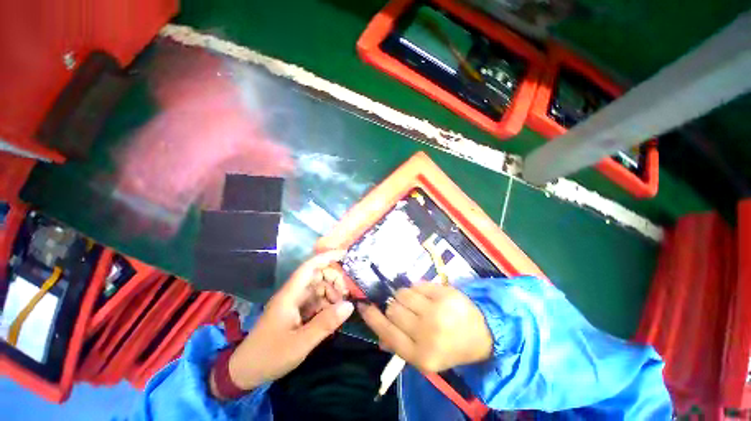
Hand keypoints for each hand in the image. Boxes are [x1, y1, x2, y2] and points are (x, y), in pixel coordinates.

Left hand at [211, 250, 353, 397]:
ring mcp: (294, 303)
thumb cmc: (270, 356)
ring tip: (343, 305)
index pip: (310, 267)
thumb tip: (349, 305)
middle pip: (317, 276)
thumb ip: (325, 323)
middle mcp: (293, 294)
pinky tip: (334, 314)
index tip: (345, 255)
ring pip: (318, 288)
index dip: (327, 257)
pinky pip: (316, 301)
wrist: (245, 372)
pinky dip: (327, 304)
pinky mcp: (296, 312)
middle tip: (348, 292)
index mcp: (290, 295)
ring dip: (332, 293)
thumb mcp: (300, 343)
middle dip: (334, 279)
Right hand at [358, 283, 492, 372]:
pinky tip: (427, 296)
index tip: (363, 305)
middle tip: (402, 307)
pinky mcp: (444, 294)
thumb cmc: (450, 347)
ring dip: (405, 295)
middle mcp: (426, 333)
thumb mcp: (425, 357)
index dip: (372, 317)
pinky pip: (418, 285)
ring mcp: (437, 312)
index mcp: (420, 355)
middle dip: (393, 305)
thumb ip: (400, 347)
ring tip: (415, 301)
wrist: (482, 334)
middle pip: (393, 309)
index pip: (387, 332)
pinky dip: (418, 289)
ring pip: (404, 293)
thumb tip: (378, 337)